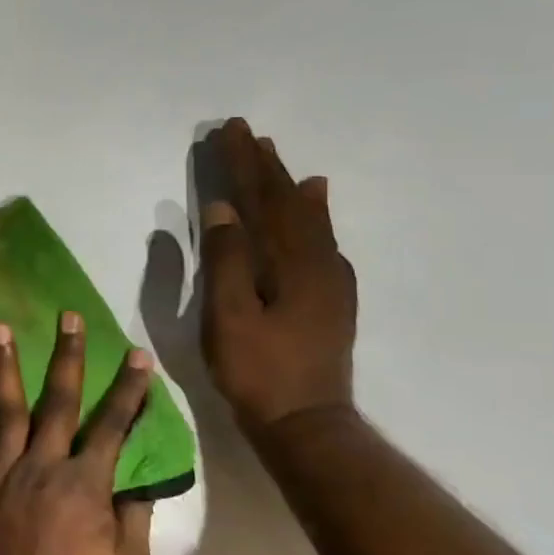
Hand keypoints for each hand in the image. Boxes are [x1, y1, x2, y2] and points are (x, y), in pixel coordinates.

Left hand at [0, 314, 154, 554]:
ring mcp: (4, 474)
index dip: (128, 390)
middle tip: (69, 316)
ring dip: (4, 365)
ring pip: (7, 410)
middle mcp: (43, 466)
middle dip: (67, 356)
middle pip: (58, 401)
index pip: (113, 426)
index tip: (138, 355)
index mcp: (86, 485)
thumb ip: (132, 520)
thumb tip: (136, 481)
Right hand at [200, 118, 357, 429]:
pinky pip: (321, 239)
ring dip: (289, 185)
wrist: (306, 423)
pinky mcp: (329, 297)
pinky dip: (314, 215)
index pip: (263, 199)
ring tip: (279, 159)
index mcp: (290, 262)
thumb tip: (224, 208)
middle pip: (288, 202)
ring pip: (307, 219)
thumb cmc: (258, 370)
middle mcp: (317, 262)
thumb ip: (226, 260)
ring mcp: (328, 280)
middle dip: (265, 166)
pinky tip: (315, 206)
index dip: (244, 165)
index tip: (229, 131)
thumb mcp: (229, 316)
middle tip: (247, 134)